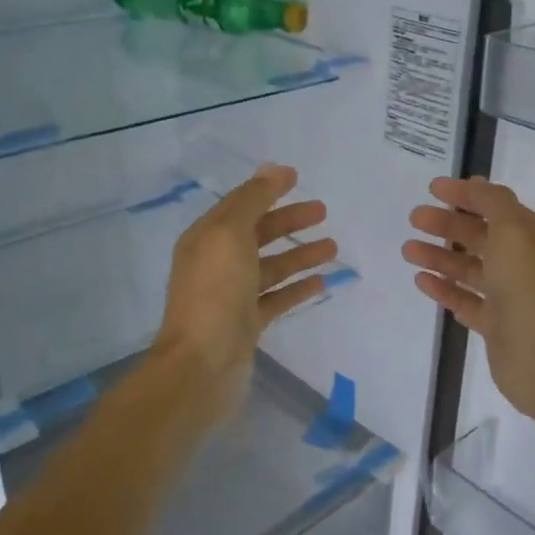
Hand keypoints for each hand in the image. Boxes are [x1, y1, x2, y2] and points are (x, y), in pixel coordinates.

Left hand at [153, 164, 336, 427]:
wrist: (202, 365)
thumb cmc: (215, 293)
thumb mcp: (230, 235)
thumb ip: (253, 201)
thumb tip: (274, 169)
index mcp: (207, 239)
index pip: (240, 205)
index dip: (267, 190)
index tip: (298, 178)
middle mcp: (217, 264)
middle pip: (258, 234)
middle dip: (289, 221)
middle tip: (323, 211)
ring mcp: (232, 296)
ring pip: (271, 267)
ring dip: (300, 254)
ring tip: (333, 246)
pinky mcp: (247, 324)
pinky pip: (276, 298)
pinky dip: (297, 288)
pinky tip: (321, 281)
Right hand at [404, 176, 534, 426]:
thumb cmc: (529, 288)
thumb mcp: (514, 232)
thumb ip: (493, 203)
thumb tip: (475, 186)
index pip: (498, 207)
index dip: (466, 196)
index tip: (432, 189)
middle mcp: (526, 264)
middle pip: (481, 237)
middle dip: (447, 225)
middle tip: (414, 218)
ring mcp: (511, 297)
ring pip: (470, 269)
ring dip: (439, 256)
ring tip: (407, 250)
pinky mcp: (496, 325)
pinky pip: (466, 300)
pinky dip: (444, 288)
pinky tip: (420, 280)